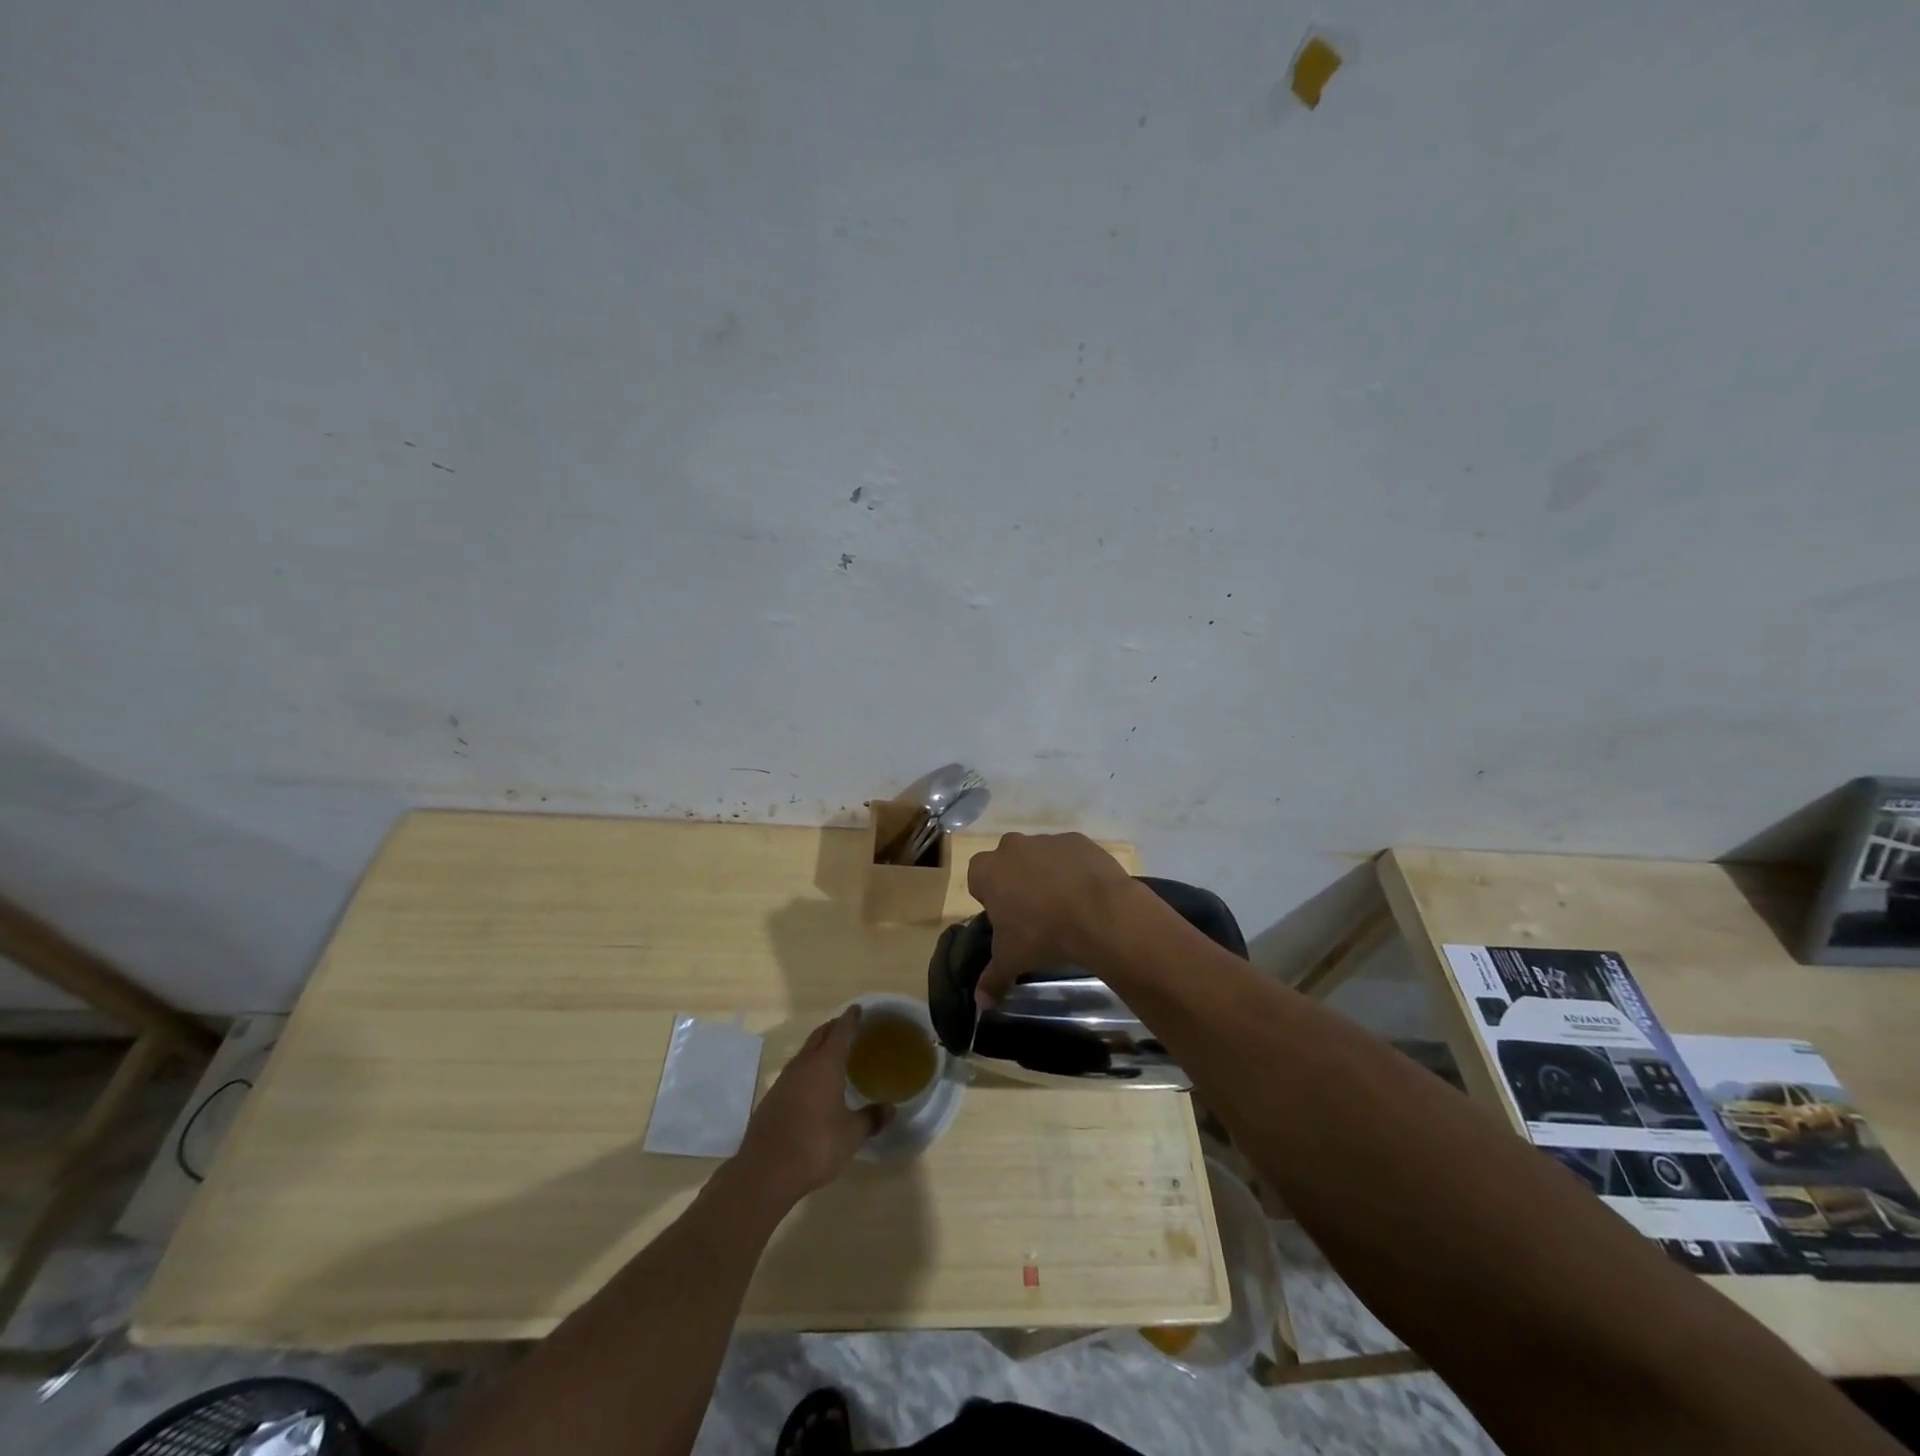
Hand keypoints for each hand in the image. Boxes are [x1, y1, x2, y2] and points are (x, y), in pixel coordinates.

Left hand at [735, 1009, 886, 1204]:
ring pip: (804, 1053)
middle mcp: (803, 1065)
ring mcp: (783, 1081)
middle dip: (833, 1028)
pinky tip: (812, 1084)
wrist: (765, 1172)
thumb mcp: (851, 1134)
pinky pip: (794, 1072)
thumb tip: (891, 1109)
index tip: (857, 1008)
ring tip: (831, 1053)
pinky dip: (807, 1068)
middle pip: (819, 1036)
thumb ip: (871, 1118)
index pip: (840, 1032)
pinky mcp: (772, 1099)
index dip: (850, 1019)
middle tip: (847, 1026)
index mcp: (825, 1065)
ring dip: (818, 1048)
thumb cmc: (815, 1145)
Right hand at [965, 832, 1139, 1005]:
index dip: (990, 898)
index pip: (978, 879)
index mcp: (988, 871)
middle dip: (1016, 882)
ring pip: (1039, 856)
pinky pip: (1069, 854)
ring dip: (1046, 875)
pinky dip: (1074, 869)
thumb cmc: (1042, 934)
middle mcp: (1012, 847)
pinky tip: (1086, 894)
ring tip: (1064, 906)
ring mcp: (1047, 839)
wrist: (1099, 913)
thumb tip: (980, 1003)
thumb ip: (992, 979)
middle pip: (1007, 863)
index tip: (1006, 918)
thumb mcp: (1012, 960)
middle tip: (1033, 913)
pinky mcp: (1078, 840)